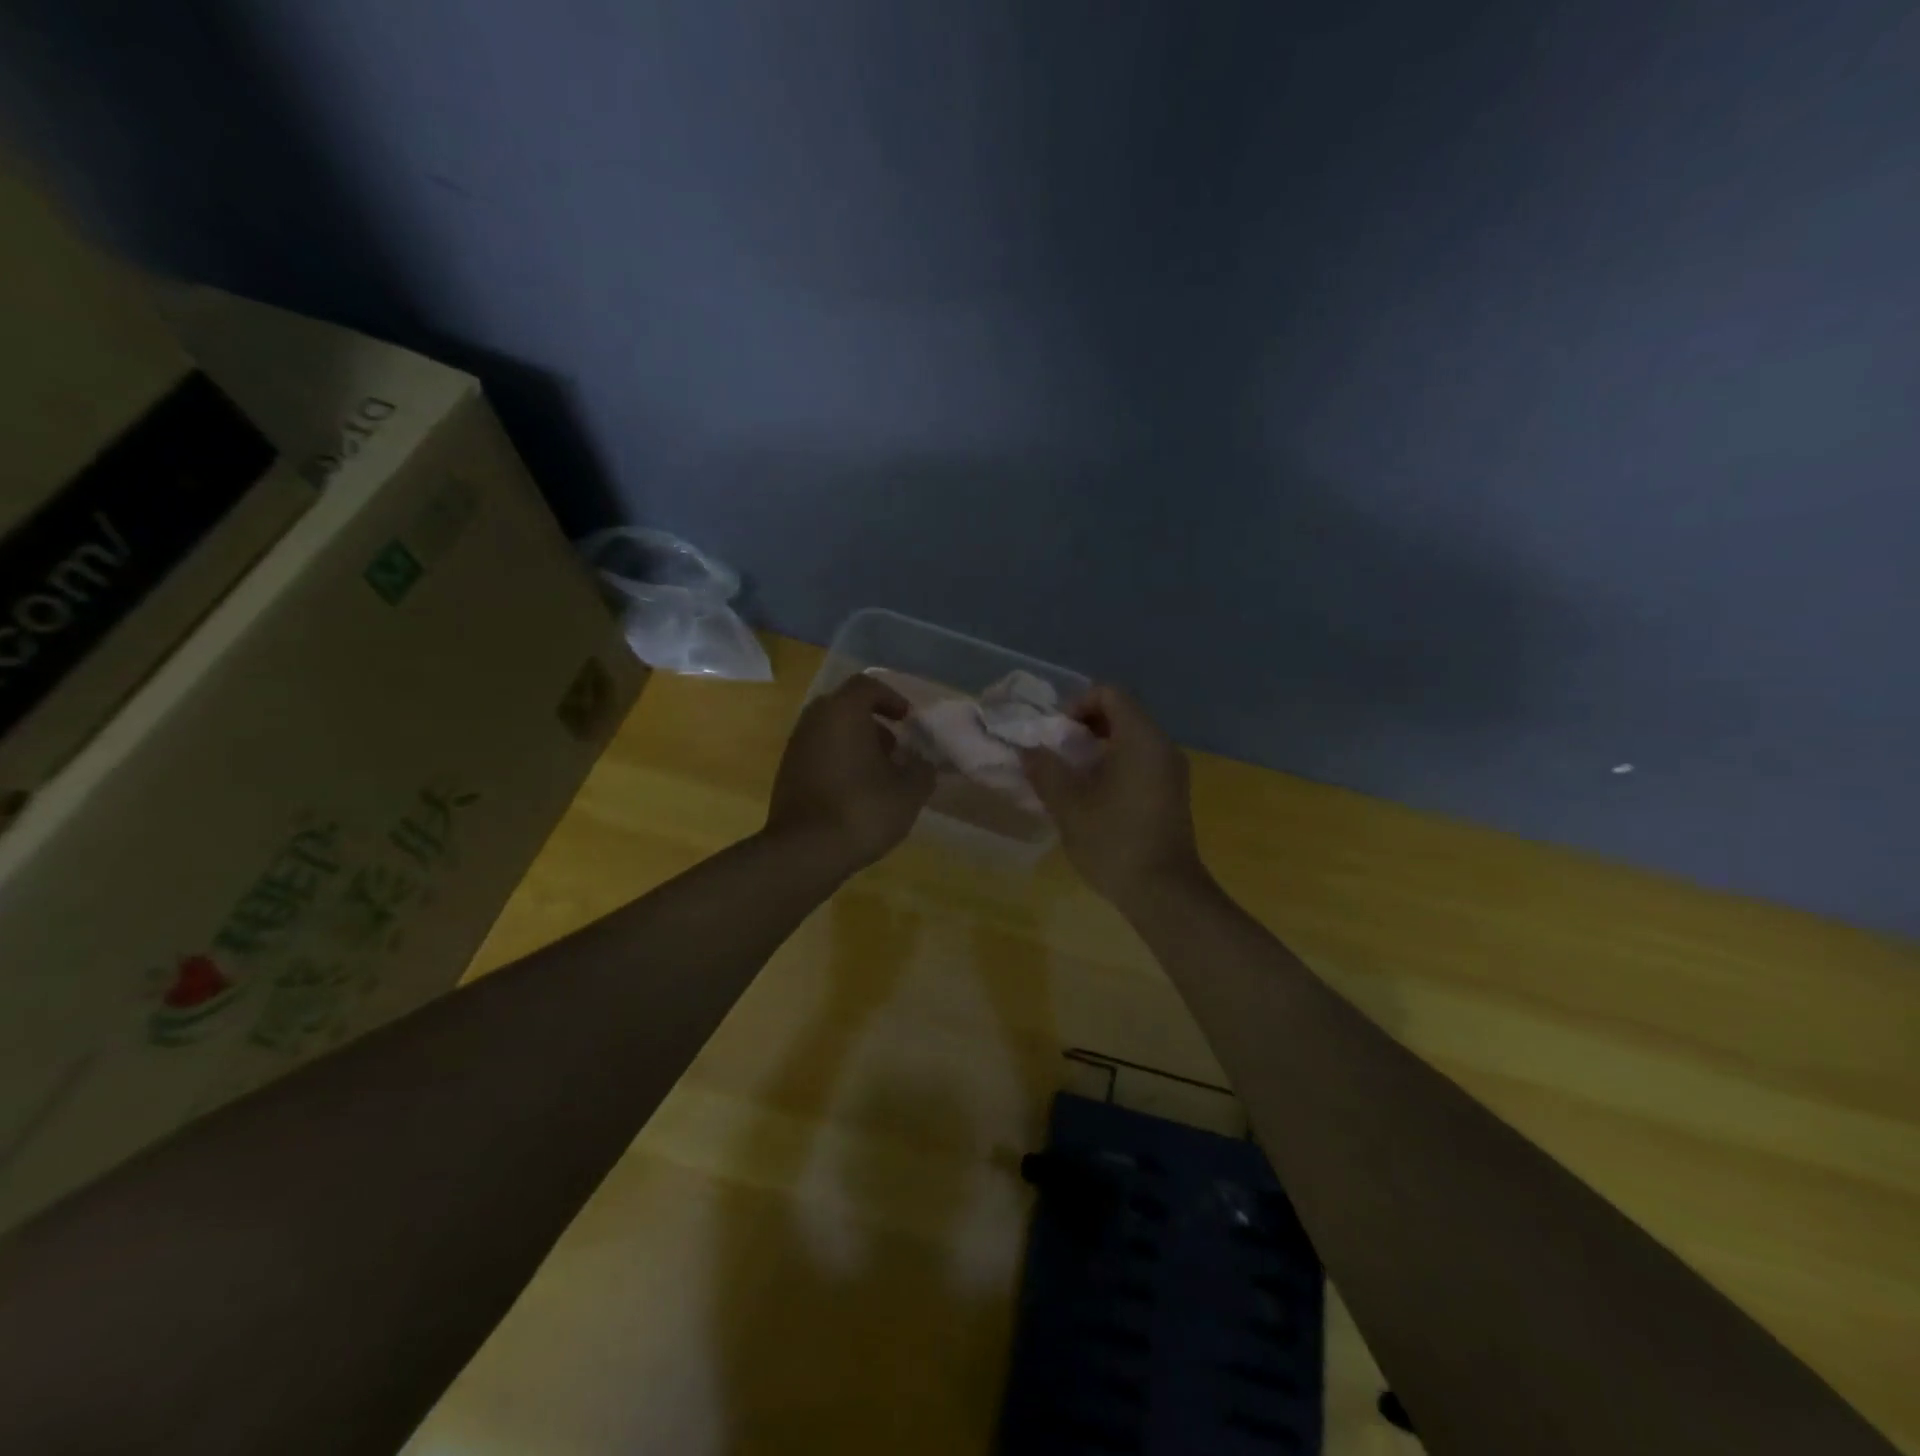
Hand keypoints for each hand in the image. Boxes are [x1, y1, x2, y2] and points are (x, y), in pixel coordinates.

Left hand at [766, 675, 936, 871]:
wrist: (805, 851)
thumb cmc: (862, 810)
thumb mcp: (909, 792)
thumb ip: (922, 770)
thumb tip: (921, 762)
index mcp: (842, 712)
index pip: (867, 685)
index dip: (891, 698)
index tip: (908, 720)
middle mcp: (814, 721)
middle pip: (846, 707)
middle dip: (874, 723)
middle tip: (895, 748)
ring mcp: (796, 747)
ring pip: (830, 732)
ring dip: (856, 744)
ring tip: (879, 775)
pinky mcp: (787, 774)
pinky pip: (818, 754)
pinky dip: (839, 762)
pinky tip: (856, 793)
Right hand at [1020, 685, 1208, 906]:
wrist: (1164, 892)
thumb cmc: (1114, 841)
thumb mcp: (1069, 805)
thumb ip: (1045, 771)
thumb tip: (1029, 751)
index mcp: (1141, 739)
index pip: (1110, 693)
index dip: (1077, 704)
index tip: (1057, 734)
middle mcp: (1163, 746)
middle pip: (1122, 713)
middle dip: (1085, 726)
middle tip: (1059, 753)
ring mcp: (1172, 771)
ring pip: (1132, 739)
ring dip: (1099, 747)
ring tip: (1072, 776)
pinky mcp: (1172, 793)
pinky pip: (1142, 760)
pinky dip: (1116, 764)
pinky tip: (1095, 796)